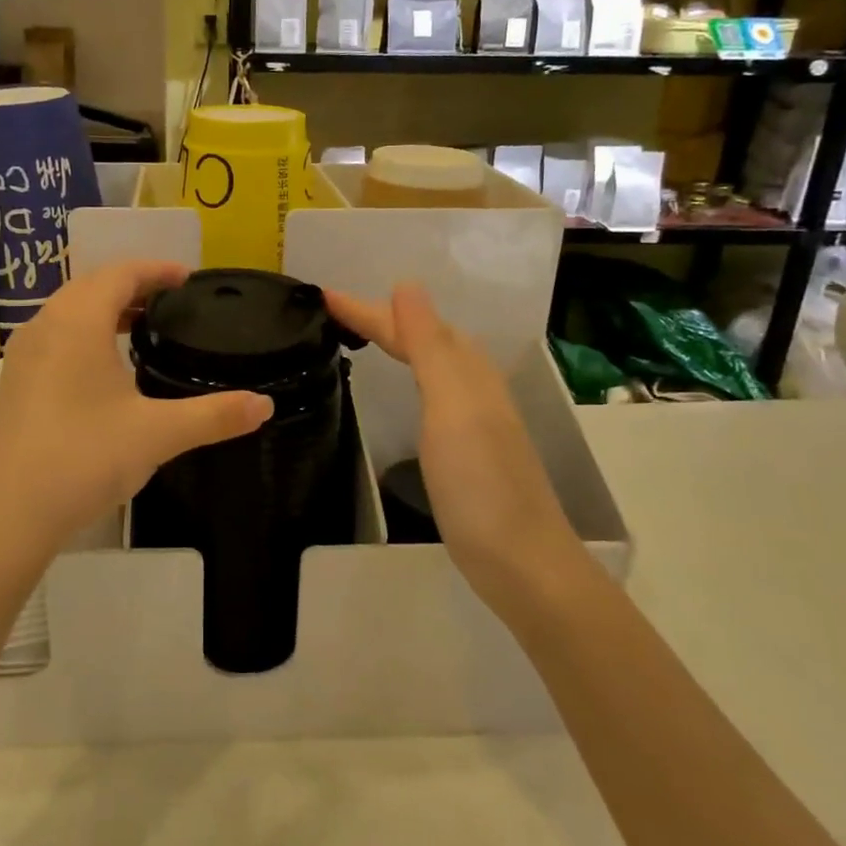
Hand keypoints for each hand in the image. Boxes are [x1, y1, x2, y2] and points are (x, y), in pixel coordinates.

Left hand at [0, 261, 273, 577]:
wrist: (6, 515)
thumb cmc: (83, 458)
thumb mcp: (158, 434)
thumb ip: (214, 415)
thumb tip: (265, 405)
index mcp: (77, 321)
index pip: (120, 273)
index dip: (156, 269)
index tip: (189, 279)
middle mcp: (45, 326)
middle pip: (92, 286)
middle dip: (133, 286)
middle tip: (172, 302)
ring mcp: (23, 356)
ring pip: (69, 313)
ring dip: (105, 310)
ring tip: (142, 329)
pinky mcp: (13, 385)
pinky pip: (55, 339)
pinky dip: (85, 335)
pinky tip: (105, 372)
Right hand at [326, 284, 574, 605]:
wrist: (520, 560)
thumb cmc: (480, 482)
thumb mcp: (451, 405)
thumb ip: (429, 346)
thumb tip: (407, 285)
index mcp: (467, 372)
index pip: (410, 326)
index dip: (369, 310)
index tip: (325, 295)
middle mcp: (472, 388)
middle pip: (423, 339)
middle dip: (382, 319)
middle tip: (336, 311)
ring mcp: (472, 420)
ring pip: (430, 364)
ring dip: (398, 343)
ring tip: (365, 336)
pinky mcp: (466, 450)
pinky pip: (432, 392)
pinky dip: (411, 376)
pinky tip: (406, 388)